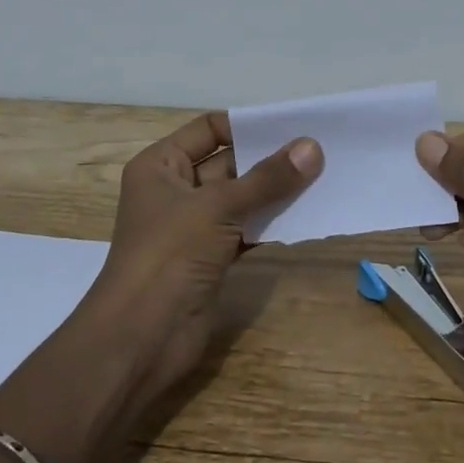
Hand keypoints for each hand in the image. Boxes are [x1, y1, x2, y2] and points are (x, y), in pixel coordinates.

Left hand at [84, 112, 321, 410]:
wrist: (141, 337)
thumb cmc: (169, 254)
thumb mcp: (218, 207)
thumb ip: (267, 178)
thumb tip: (312, 147)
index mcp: (161, 165)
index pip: (208, 129)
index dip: (246, 126)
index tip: (292, 127)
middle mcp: (175, 190)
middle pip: (228, 163)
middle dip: (269, 159)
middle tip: (319, 153)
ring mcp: (192, 227)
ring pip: (240, 199)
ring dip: (275, 192)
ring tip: (322, 180)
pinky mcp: (210, 258)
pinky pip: (245, 230)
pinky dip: (270, 224)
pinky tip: (305, 217)